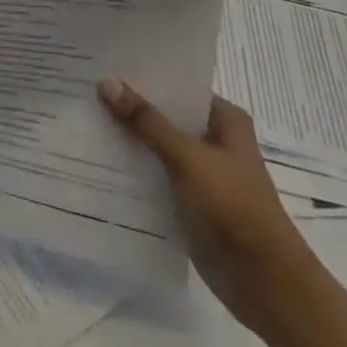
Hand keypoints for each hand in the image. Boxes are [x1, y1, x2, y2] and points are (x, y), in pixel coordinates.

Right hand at [98, 81, 324, 340]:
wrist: (266, 284)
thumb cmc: (234, 208)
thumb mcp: (188, 157)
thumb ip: (147, 121)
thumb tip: (106, 81)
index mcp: (224, 120)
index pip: (177, 86)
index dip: (143, 76)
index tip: (103, 63)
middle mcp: (213, 141)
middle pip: (164, 115)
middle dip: (129, 106)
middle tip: (83, 86)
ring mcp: (201, 173)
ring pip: (156, 146)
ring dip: (127, 138)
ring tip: (80, 117)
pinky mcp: (188, 201)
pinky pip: (154, 176)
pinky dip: (131, 169)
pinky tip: (95, 158)